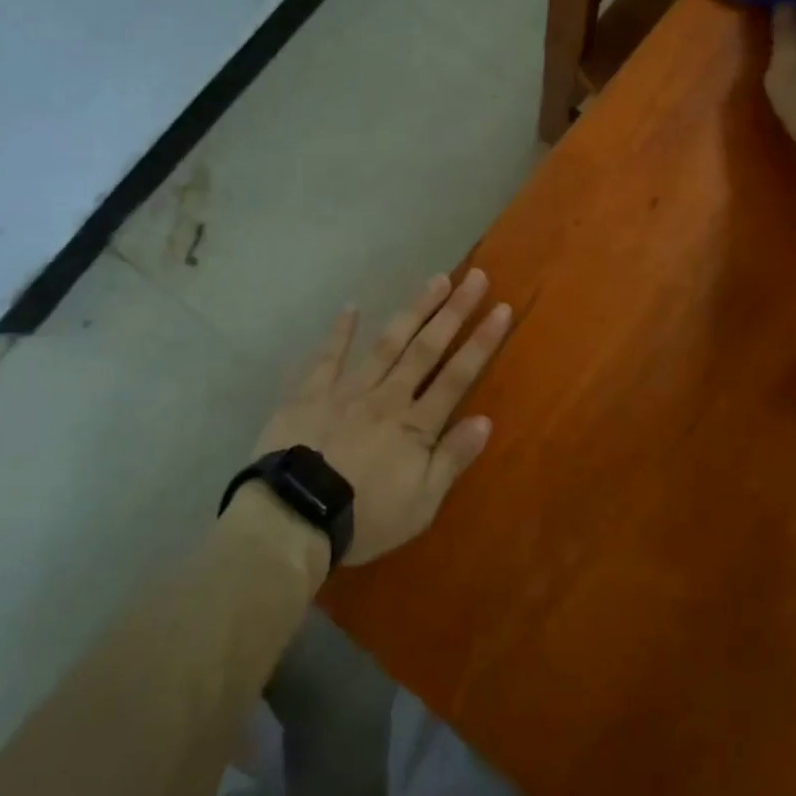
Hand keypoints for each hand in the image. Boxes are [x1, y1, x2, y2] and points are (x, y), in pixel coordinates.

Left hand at [253, 270, 511, 565]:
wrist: (294, 518)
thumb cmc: (363, 518)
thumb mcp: (420, 503)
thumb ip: (451, 459)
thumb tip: (485, 420)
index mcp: (416, 424)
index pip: (458, 375)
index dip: (481, 341)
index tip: (501, 308)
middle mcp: (388, 396)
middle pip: (427, 348)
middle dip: (454, 311)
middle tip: (475, 276)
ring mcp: (348, 390)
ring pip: (388, 342)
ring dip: (414, 310)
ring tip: (436, 280)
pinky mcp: (311, 393)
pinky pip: (328, 357)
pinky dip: (341, 332)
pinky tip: (352, 307)